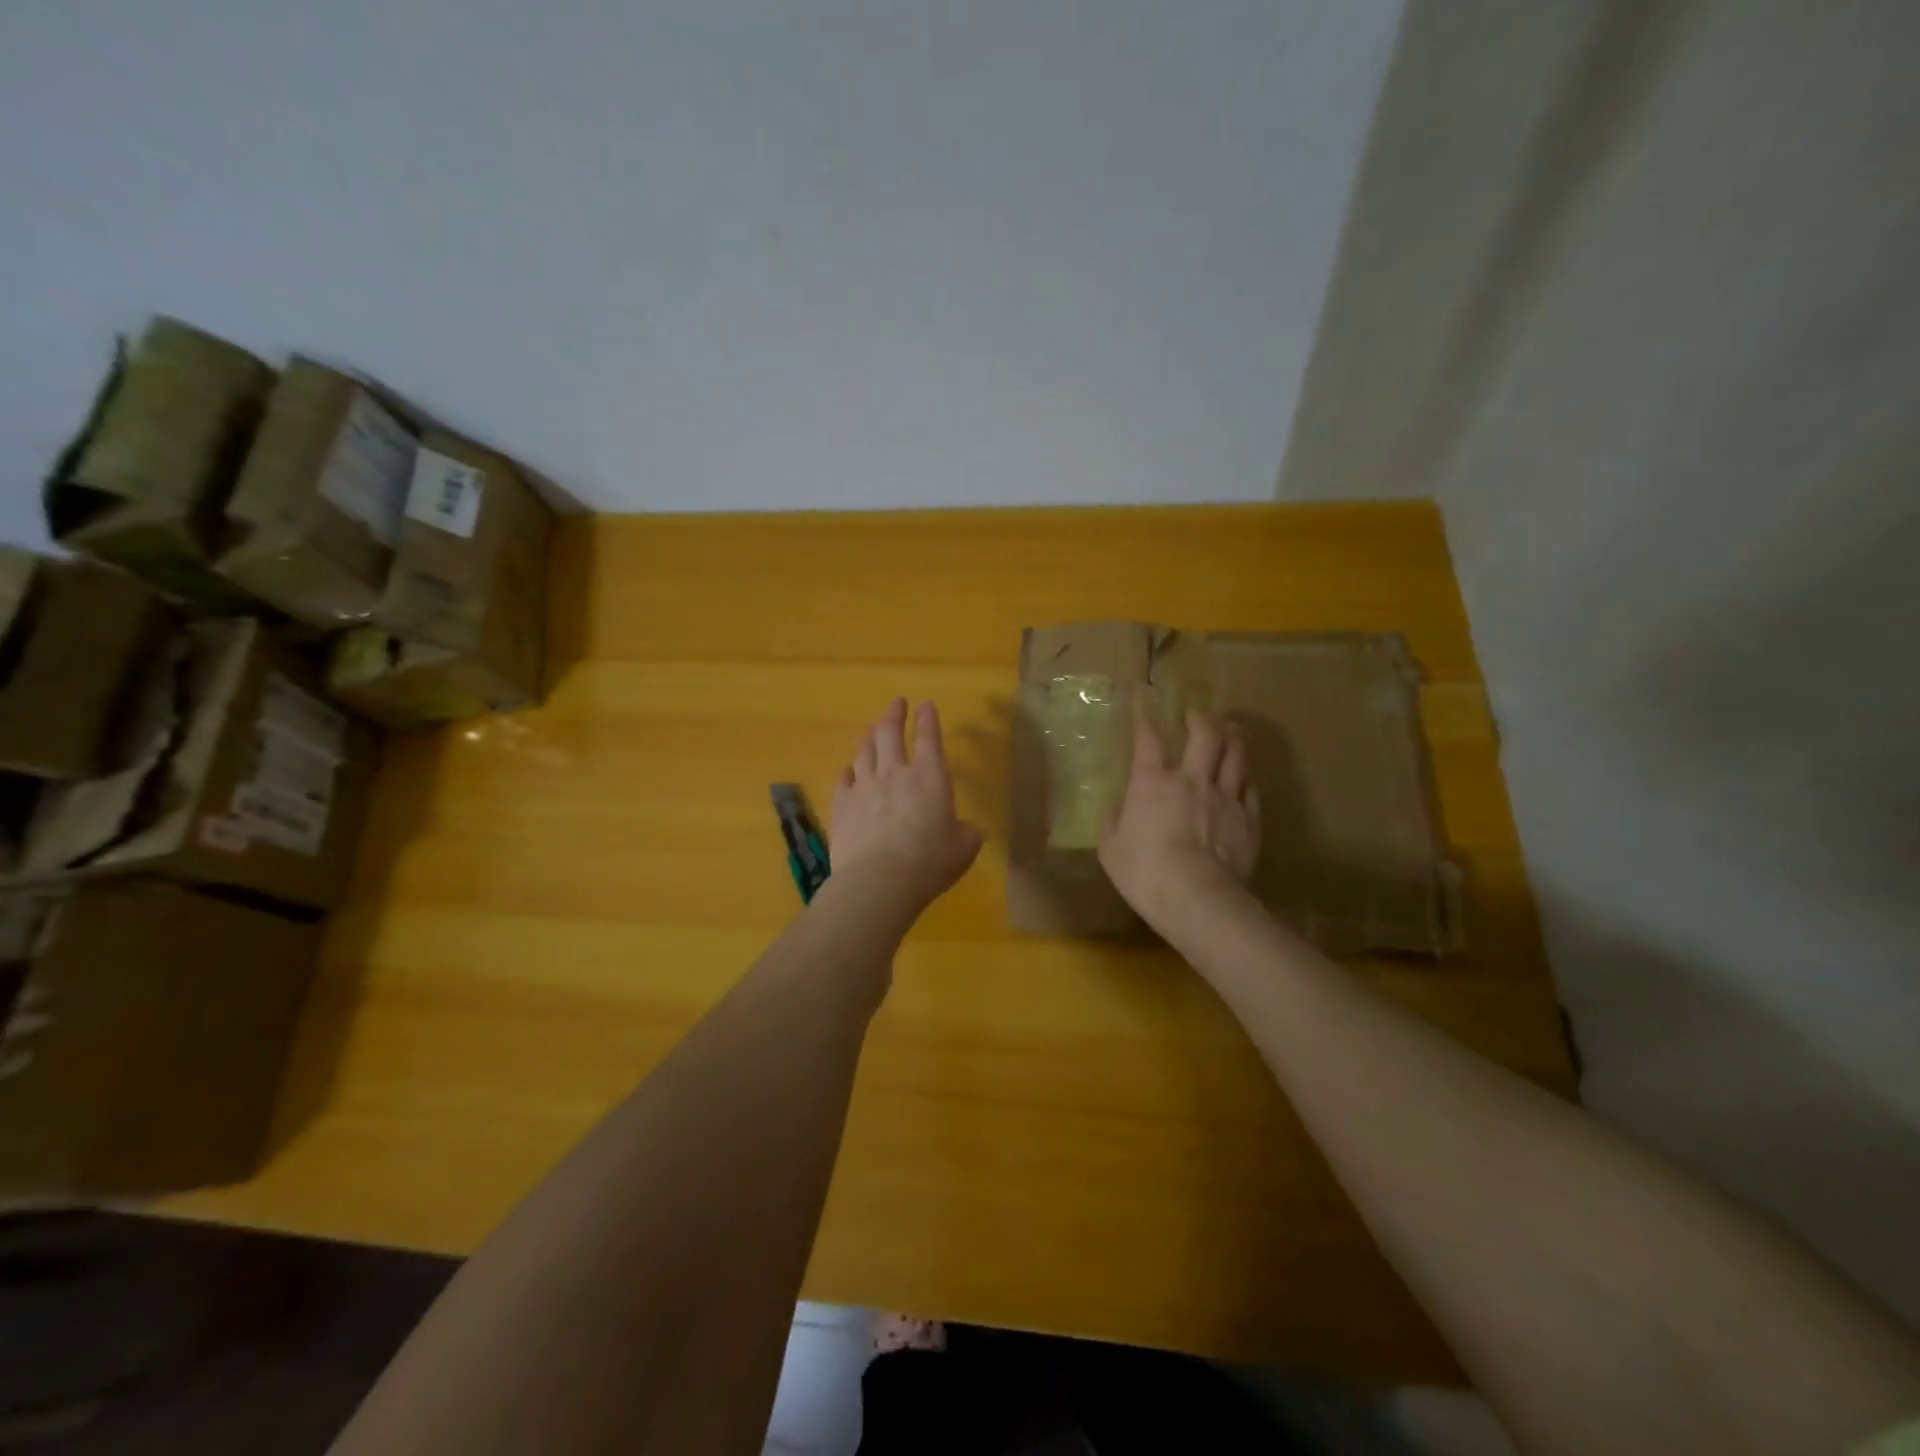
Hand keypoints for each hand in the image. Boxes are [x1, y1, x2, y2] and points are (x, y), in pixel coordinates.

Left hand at [830, 698, 983, 919]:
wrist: (878, 882)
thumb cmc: (929, 863)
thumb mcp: (964, 848)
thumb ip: (966, 832)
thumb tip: (963, 828)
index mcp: (930, 777)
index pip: (929, 737)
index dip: (929, 718)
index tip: (926, 705)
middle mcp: (895, 773)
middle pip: (890, 732)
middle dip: (894, 713)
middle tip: (897, 703)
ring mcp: (864, 786)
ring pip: (864, 750)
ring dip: (870, 736)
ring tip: (873, 730)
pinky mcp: (841, 804)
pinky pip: (843, 778)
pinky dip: (849, 770)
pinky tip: (849, 769)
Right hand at [1099, 710, 1260, 928]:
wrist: (1197, 898)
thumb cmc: (1145, 873)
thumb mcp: (1111, 851)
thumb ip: (1110, 823)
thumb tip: (1111, 808)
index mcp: (1152, 783)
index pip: (1148, 741)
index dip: (1144, 723)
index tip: (1143, 713)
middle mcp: (1191, 780)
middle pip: (1205, 735)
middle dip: (1201, 720)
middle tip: (1196, 717)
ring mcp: (1225, 797)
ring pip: (1236, 754)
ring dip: (1232, 738)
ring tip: (1229, 732)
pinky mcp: (1249, 819)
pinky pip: (1251, 788)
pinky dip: (1246, 778)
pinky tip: (1244, 778)